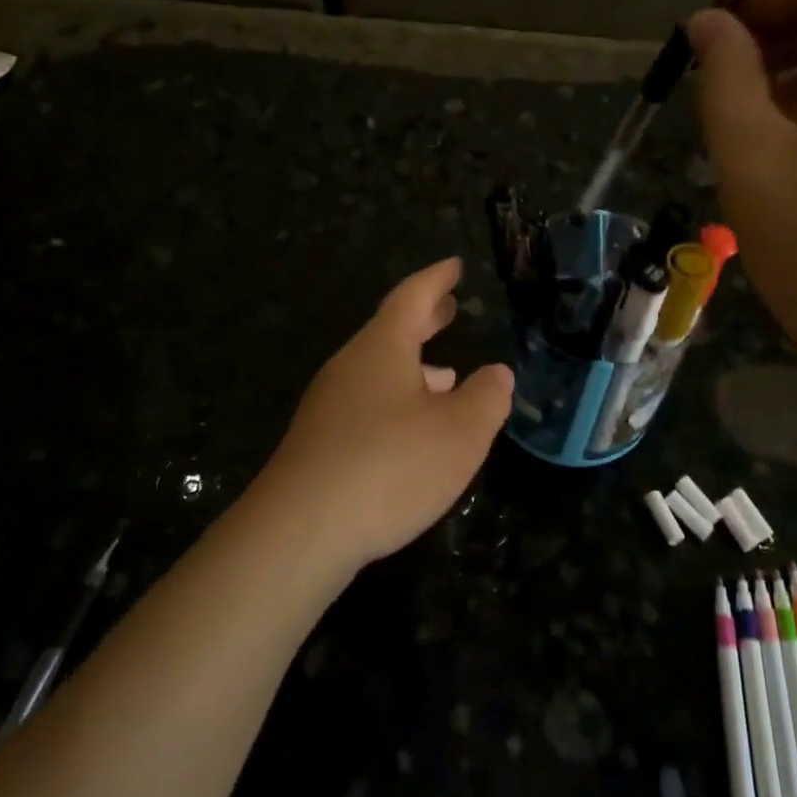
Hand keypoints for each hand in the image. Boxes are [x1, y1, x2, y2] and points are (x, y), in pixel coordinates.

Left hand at [255, 258, 513, 568]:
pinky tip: (412, 431)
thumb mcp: (459, 433)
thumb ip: (486, 398)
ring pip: (379, 371)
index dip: (436, 279)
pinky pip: (367, 405)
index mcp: (382, 349)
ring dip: (413, 367)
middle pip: (391, 331)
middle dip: (424, 319)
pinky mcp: (319, 443)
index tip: (453, 265)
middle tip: (449, 307)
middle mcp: (350, 367)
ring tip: (446, 375)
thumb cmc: (389, 467)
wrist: (300, 531)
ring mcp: (329, 405)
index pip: (412, 297)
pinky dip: (397, 401)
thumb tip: (496, 374)